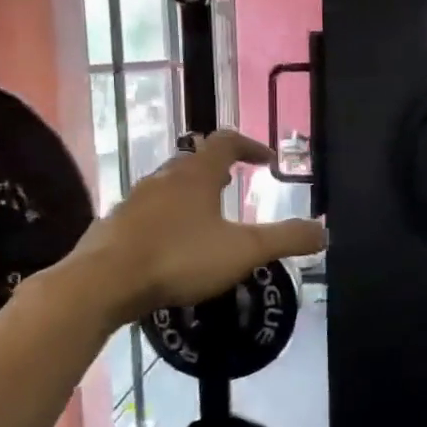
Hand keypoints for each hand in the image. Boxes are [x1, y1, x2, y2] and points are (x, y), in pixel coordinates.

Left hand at [57, 130, 324, 326]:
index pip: (226, 142)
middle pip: (193, 161)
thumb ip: (286, 239)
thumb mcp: (244, 250)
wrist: (102, 283)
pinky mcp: (114, 226)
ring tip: (206, 215)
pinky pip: (147, 212)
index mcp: (196, 175)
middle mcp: (163, 179)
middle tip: (234, 184)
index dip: (250, 146)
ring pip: (168, 186)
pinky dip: (166, 218)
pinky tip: (171, 245)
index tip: (267, 161)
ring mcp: (134, 201)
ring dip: (190, 193)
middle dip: (217, 169)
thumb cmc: (179, 258)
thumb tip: (325, 231)